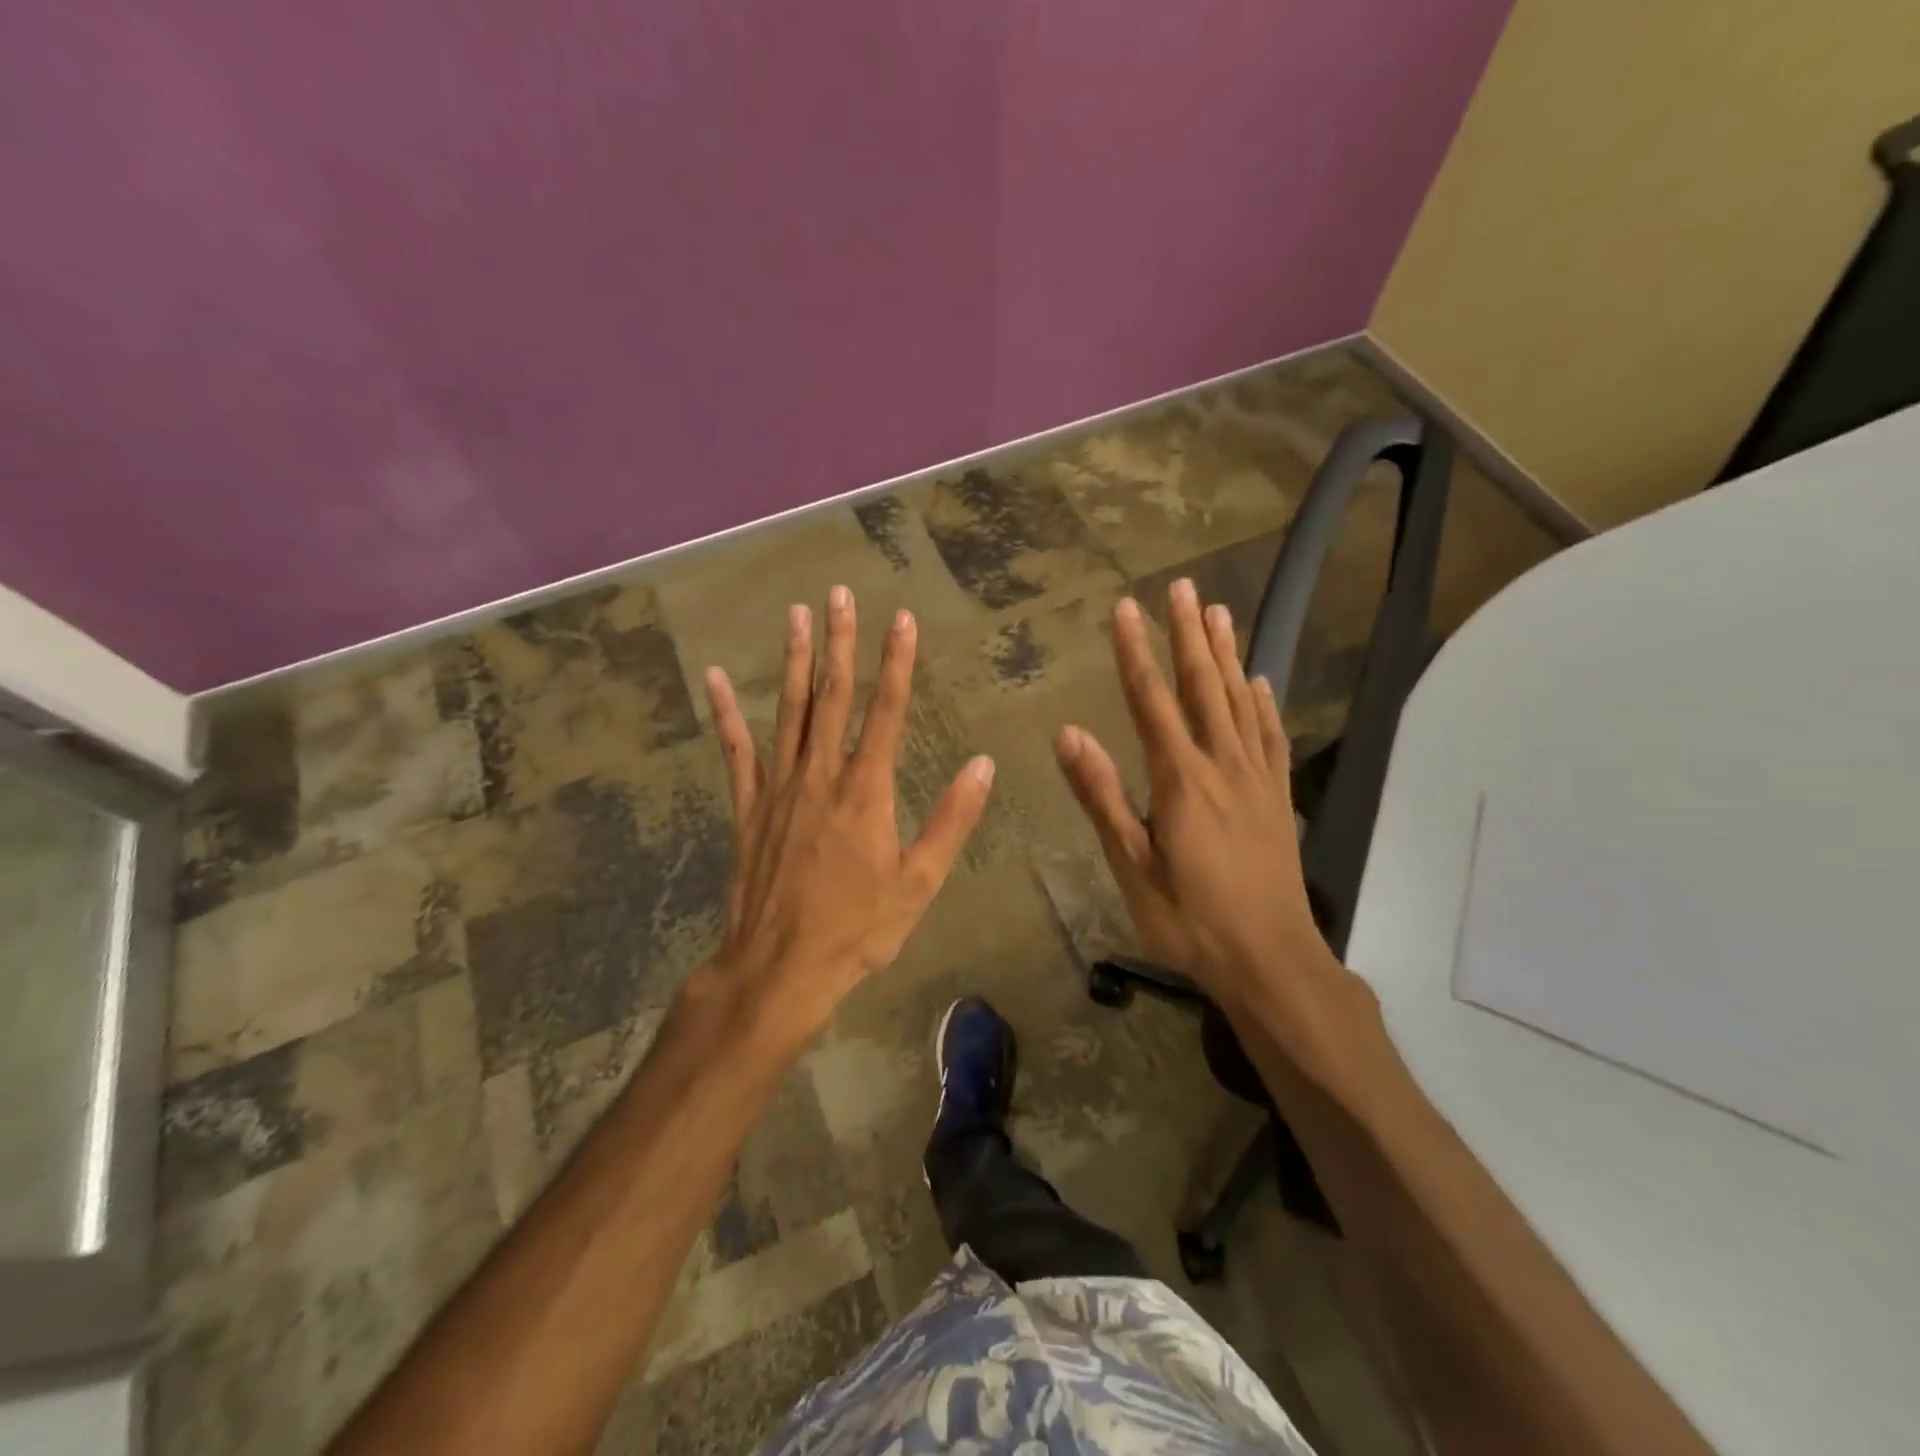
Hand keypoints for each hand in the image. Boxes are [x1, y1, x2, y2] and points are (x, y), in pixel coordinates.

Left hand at [700, 586, 994, 1040]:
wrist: (781, 967)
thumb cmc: (858, 928)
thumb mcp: (919, 882)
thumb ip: (951, 820)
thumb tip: (983, 765)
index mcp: (867, 791)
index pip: (887, 712)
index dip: (897, 663)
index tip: (902, 619)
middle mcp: (821, 776)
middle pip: (832, 697)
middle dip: (840, 642)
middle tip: (840, 593)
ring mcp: (779, 788)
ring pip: (788, 711)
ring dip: (794, 660)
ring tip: (796, 614)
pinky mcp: (748, 807)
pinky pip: (736, 751)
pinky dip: (727, 713)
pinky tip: (717, 677)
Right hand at [1055, 580, 1381, 1092]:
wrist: (1270, 960)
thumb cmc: (1189, 918)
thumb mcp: (1132, 864)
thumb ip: (1102, 796)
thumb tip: (1068, 734)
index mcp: (1181, 779)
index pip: (1151, 701)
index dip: (1135, 652)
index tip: (1125, 609)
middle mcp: (1222, 765)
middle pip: (1202, 686)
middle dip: (1187, 635)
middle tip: (1180, 587)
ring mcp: (1257, 779)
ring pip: (1240, 701)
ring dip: (1226, 654)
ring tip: (1217, 612)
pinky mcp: (1278, 797)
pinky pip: (1271, 736)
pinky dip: (1264, 704)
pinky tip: (1260, 682)